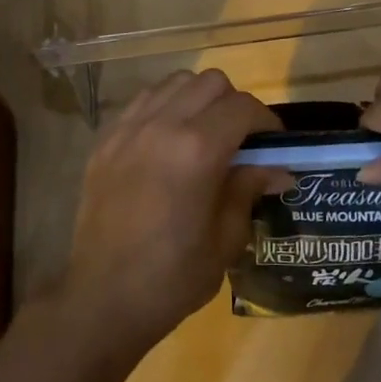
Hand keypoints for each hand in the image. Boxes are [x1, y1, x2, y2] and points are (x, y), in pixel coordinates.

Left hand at [58, 69, 283, 360]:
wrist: (102, 299)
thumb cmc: (172, 277)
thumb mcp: (225, 239)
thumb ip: (248, 190)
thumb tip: (278, 169)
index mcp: (197, 151)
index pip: (243, 107)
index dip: (266, 120)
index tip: (273, 142)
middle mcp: (162, 125)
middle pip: (211, 82)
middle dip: (233, 103)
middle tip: (240, 138)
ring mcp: (128, 129)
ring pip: (175, 83)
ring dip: (198, 99)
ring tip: (203, 133)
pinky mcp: (105, 140)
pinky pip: (143, 102)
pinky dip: (164, 107)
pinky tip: (168, 140)